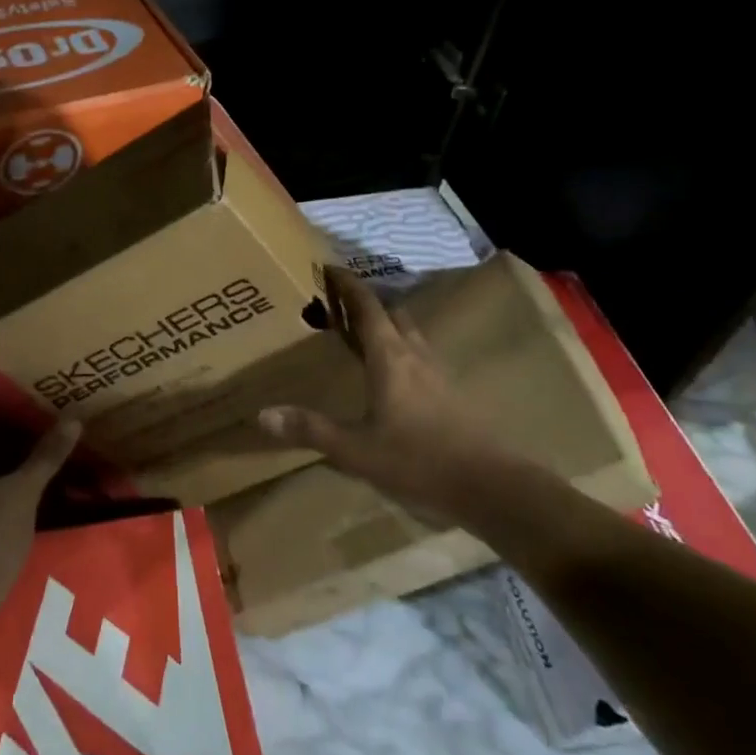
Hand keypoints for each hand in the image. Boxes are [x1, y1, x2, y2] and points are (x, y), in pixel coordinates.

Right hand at [259, 268, 515, 517]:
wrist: (493, 487)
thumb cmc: (419, 460)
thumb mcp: (356, 450)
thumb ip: (311, 430)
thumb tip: (262, 414)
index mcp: (389, 357)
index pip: (367, 307)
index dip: (348, 285)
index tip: (329, 267)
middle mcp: (414, 355)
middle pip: (392, 314)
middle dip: (367, 302)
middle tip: (340, 301)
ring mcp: (438, 374)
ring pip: (410, 334)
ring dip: (387, 325)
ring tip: (365, 332)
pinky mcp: (452, 395)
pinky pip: (421, 357)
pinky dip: (402, 351)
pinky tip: (395, 375)